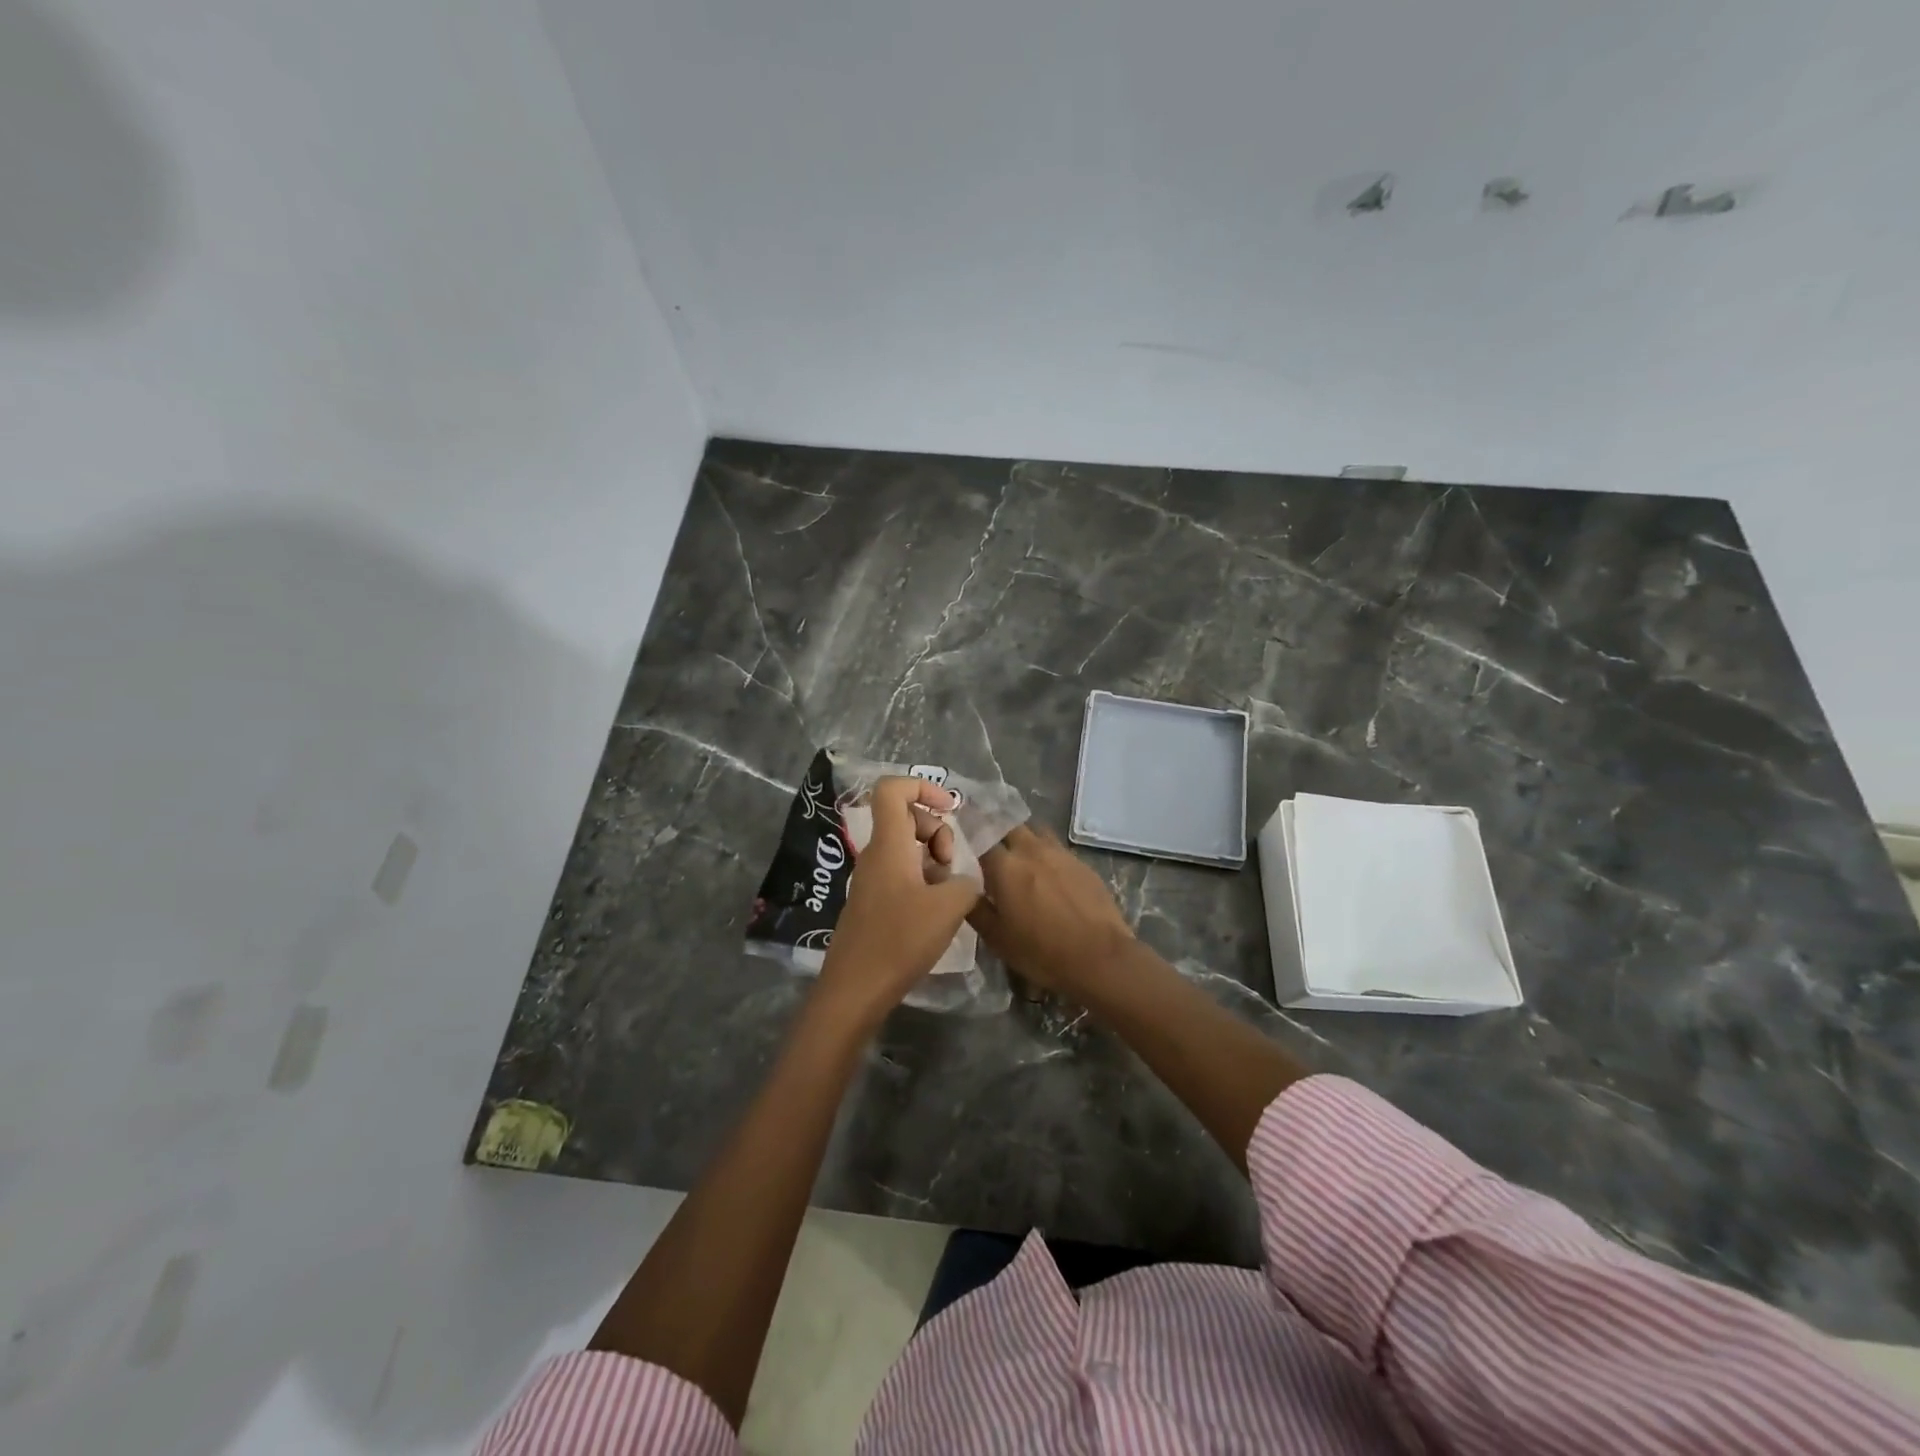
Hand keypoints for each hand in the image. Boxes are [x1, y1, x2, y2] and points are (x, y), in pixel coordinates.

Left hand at [814, 777, 980, 1028]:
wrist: (855, 989)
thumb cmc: (899, 941)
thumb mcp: (949, 908)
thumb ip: (965, 882)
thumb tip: (961, 881)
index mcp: (889, 845)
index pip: (892, 789)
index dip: (922, 786)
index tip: (949, 808)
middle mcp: (875, 855)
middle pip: (905, 817)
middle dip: (936, 830)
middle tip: (949, 863)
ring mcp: (871, 879)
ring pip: (905, 847)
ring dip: (932, 859)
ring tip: (946, 891)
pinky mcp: (873, 902)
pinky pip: (900, 872)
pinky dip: (922, 880)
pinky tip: (934, 911)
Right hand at [969, 824, 1135, 999]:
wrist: (1099, 957)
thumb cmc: (1041, 951)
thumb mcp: (996, 938)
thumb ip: (975, 908)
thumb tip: (962, 888)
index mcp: (1005, 865)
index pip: (979, 838)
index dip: (969, 841)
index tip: (962, 848)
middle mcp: (1031, 849)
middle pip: (1008, 826)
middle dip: (996, 833)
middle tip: (990, 851)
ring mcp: (1060, 853)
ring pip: (1035, 832)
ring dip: (1023, 839)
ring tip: (1019, 859)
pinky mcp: (1081, 863)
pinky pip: (1056, 848)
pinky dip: (1046, 854)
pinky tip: (1048, 875)